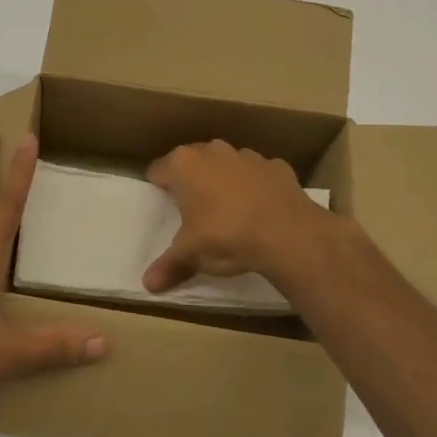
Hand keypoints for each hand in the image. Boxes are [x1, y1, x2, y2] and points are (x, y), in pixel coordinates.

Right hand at [143, 140, 334, 292]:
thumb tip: (147, 285)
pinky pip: (258, 175)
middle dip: (192, 180)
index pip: (158, 170)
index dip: (158, 186)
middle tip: (193, 208)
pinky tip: (260, 209)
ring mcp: (247, 156)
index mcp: (184, 165)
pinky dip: (256, 186)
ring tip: (228, 209)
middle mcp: (213, 151)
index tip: (162, 203)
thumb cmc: (226, 236)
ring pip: (227, 164)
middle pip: (193, 161)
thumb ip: (169, 266)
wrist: (288, 234)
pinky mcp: (276, 166)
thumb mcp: (192, 255)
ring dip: (224, 180)